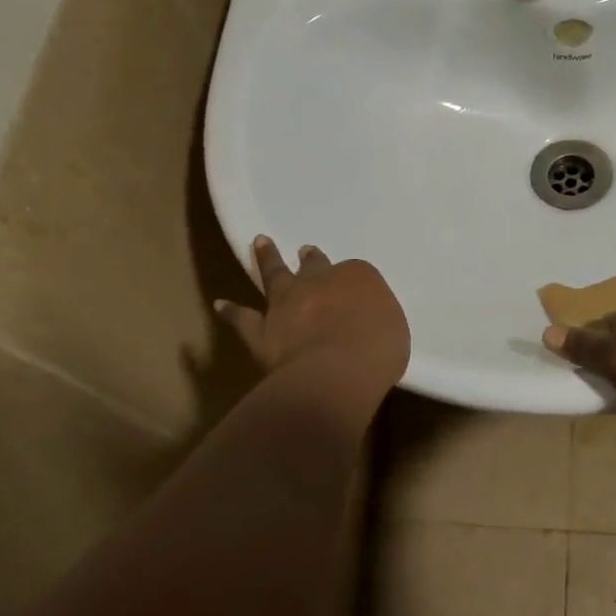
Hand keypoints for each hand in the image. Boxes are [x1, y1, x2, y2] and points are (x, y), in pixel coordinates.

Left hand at [215, 236, 409, 393]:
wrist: (336, 372)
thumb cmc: (377, 351)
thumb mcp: (394, 330)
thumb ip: (378, 319)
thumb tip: (370, 322)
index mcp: (358, 277)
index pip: (356, 274)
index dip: (353, 282)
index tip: (353, 290)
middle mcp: (318, 282)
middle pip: (314, 266)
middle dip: (310, 259)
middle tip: (305, 251)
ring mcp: (286, 303)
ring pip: (275, 275)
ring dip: (268, 259)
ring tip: (261, 243)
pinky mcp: (261, 330)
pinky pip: (243, 318)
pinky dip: (232, 311)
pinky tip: (221, 305)